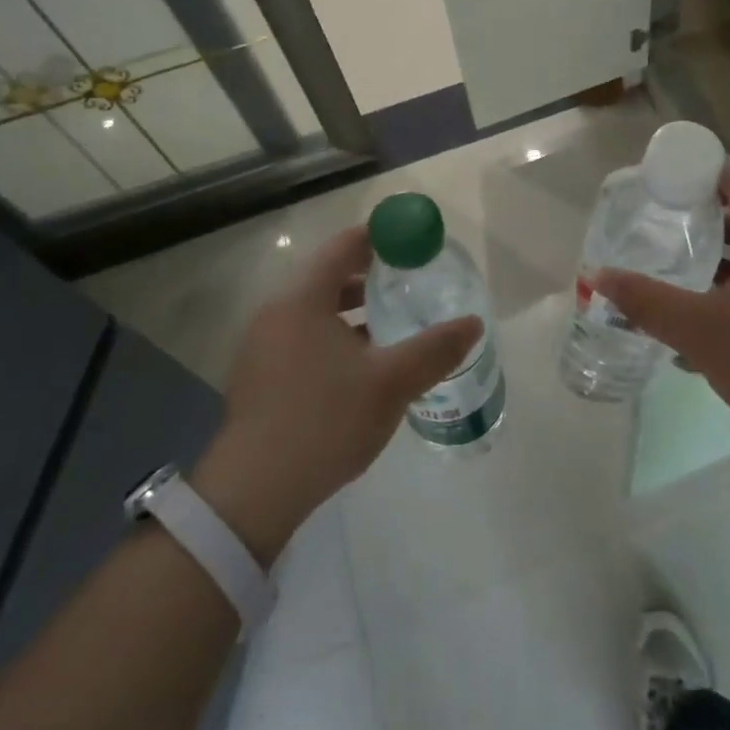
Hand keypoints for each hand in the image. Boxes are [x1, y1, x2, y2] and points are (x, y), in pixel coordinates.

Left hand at [190, 226, 481, 564]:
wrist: (255, 491)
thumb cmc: (325, 420)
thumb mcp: (391, 383)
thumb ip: (435, 349)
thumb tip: (474, 323)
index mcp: (302, 298)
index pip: (344, 246)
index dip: (381, 238)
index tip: (413, 243)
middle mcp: (276, 311)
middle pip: (328, 275)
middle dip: (370, 275)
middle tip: (411, 282)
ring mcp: (262, 344)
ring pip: (315, 309)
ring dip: (352, 309)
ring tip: (392, 322)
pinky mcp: (260, 374)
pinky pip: (303, 335)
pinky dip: (334, 334)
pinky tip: (361, 363)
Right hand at [593, 165, 729, 468]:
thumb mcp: (701, 332)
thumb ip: (647, 301)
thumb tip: (597, 275)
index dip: (698, 171)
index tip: (657, 181)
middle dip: (696, 211)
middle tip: (652, 218)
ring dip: (711, 250)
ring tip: (666, 256)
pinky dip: (727, 280)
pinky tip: (695, 306)